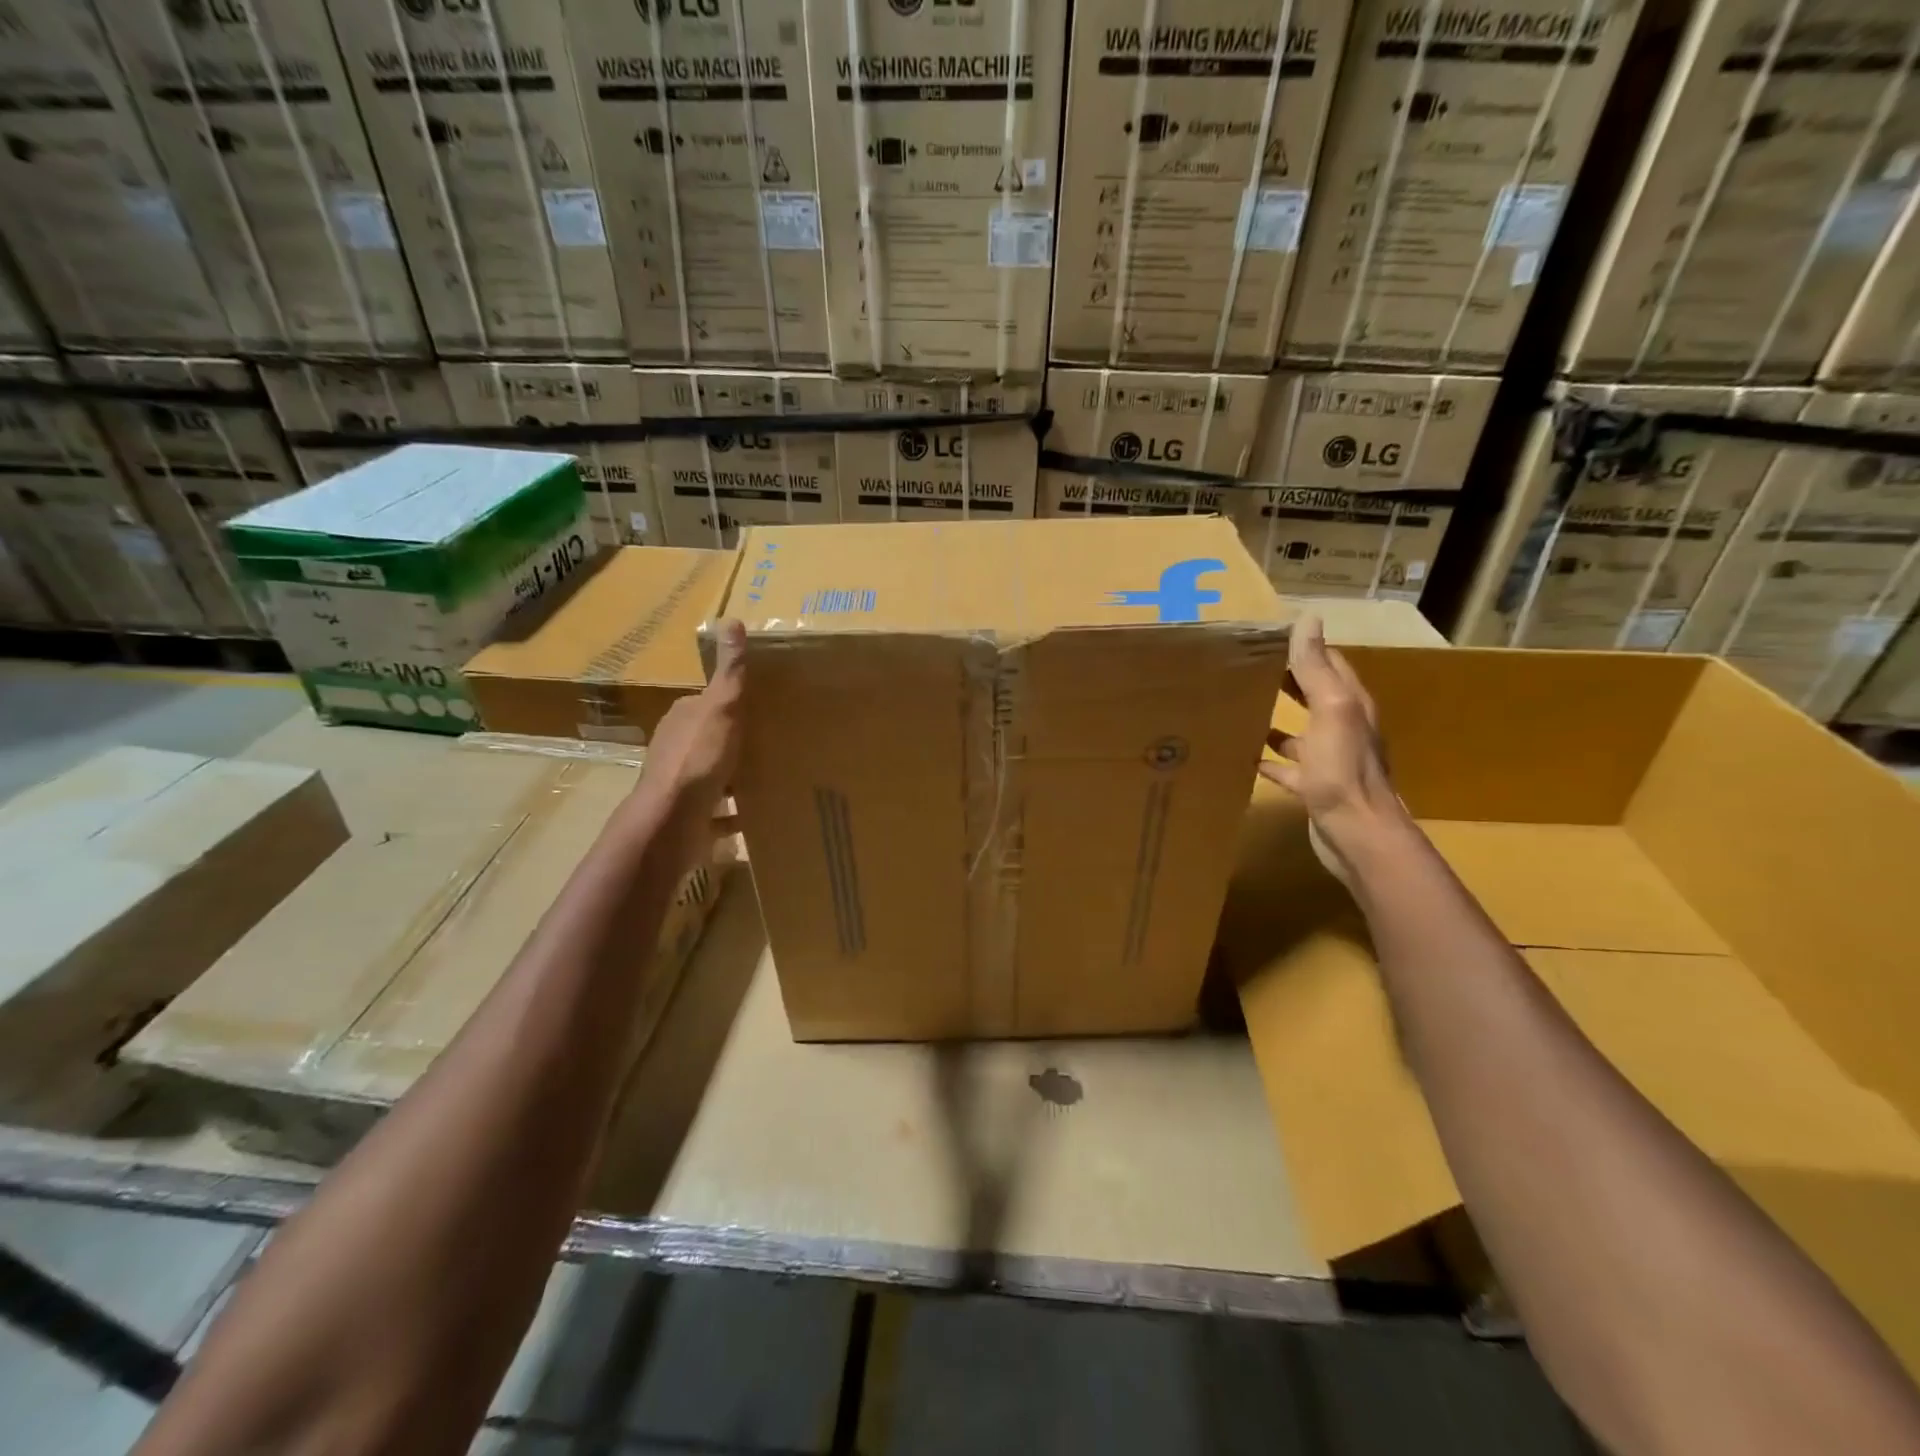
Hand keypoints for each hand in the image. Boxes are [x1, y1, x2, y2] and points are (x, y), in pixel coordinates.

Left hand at [622, 618, 745, 871]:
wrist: (673, 819)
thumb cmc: (698, 758)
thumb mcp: (721, 707)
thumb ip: (730, 671)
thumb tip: (730, 620)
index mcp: (681, 718)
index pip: (705, 702)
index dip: (730, 703)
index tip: (759, 707)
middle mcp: (675, 747)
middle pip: (708, 738)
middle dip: (734, 740)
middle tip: (772, 741)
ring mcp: (679, 783)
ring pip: (711, 773)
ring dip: (734, 775)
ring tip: (769, 775)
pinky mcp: (687, 814)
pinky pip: (715, 810)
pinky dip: (732, 811)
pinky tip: (754, 813)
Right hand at [1258, 616, 1408, 881]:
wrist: (1357, 834)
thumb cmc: (1343, 770)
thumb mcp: (1332, 710)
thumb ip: (1317, 668)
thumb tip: (1308, 619)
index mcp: (1350, 705)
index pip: (1328, 664)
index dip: (1301, 648)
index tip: (1264, 638)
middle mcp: (1342, 728)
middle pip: (1312, 694)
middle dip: (1284, 679)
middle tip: (1244, 667)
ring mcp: (1328, 759)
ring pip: (1298, 731)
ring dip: (1275, 718)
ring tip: (1240, 706)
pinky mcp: (1313, 787)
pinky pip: (1287, 767)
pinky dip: (1268, 758)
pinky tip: (1244, 756)